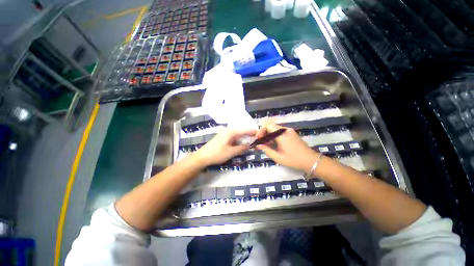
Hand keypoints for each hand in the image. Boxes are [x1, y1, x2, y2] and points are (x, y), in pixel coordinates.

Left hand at [194, 128, 256, 165]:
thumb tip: (249, 146)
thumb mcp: (231, 152)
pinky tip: (241, 142)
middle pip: (240, 131)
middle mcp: (227, 130)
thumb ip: (241, 148)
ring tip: (250, 140)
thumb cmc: (217, 154)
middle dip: (248, 134)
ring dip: (243, 137)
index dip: (252, 132)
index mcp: (230, 132)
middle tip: (256, 138)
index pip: (244, 130)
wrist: (202, 157)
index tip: (260, 133)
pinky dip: (238, 139)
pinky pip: (232, 136)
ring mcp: (223, 133)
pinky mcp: (221, 137)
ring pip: (236, 134)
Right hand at [256, 123, 319, 172]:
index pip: (268, 126)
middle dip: (264, 133)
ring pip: (275, 129)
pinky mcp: (292, 134)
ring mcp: (289, 131)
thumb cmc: (294, 160)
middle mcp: (285, 130)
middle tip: (261, 142)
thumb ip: (266, 150)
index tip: (258, 139)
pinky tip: (274, 144)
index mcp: (281, 134)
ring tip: (266, 144)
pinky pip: (280, 132)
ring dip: (269, 135)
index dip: (261, 131)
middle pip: (271, 126)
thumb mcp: (278, 157)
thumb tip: (258, 145)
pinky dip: (274, 136)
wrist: (311, 161)